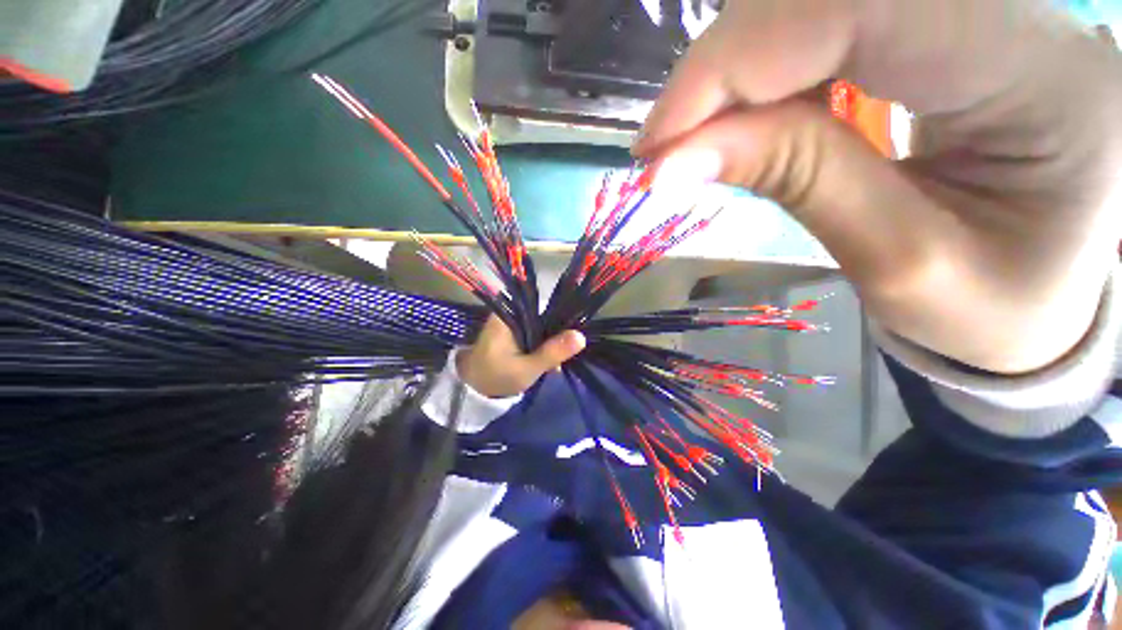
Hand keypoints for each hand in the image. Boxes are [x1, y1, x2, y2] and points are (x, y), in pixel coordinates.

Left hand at [458, 316, 585, 397]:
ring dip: (550, 345)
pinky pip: (535, 335)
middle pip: (544, 317)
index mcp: (509, 315)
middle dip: (556, 338)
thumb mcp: (527, 368)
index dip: (561, 321)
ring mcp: (512, 324)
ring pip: (541, 328)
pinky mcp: (514, 334)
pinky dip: (542, 348)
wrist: (473, 390)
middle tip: (561, 360)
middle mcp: (511, 314)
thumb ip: (553, 352)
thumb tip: (582, 336)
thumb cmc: (496, 377)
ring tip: (554, 366)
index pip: (543, 307)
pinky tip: (549, 364)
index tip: (571, 339)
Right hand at [635, 0, 1121, 373]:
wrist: (1044, 296)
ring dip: (738, 68)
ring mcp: (984, 7)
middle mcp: (1021, 12)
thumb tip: (672, 161)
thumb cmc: (991, 310)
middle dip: (724, 66)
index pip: (860, 6)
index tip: (655, 146)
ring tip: (695, 139)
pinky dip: (765, 65)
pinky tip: (744, 115)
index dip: (732, 64)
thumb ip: (790, 181)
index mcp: (1044, 74)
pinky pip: (834, 17)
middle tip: (664, 147)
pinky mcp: (949, 21)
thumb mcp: (894, 262)